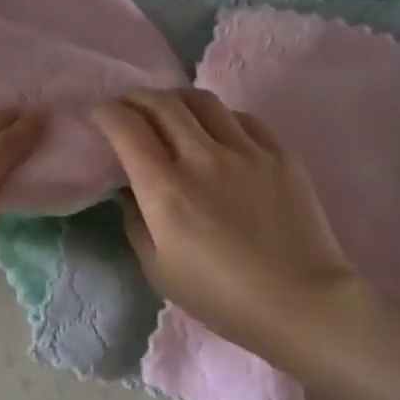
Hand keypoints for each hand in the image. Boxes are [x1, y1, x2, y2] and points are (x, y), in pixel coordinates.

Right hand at [91, 89, 356, 353]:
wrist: (299, 302)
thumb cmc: (220, 296)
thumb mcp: (158, 269)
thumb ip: (135, 222)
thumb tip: (129, 191)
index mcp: (165, 189)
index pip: (127, 128)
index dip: (106, 113)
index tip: (100, 115)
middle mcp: (202, 157)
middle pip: (162, 103)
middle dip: (136, 98)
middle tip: (127, 106)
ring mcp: (245, 150)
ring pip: (202, 101)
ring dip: (175, 98)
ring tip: (168, 109)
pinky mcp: (279, 153)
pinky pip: (240, 117)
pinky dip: (216, 115)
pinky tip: (213, 129)